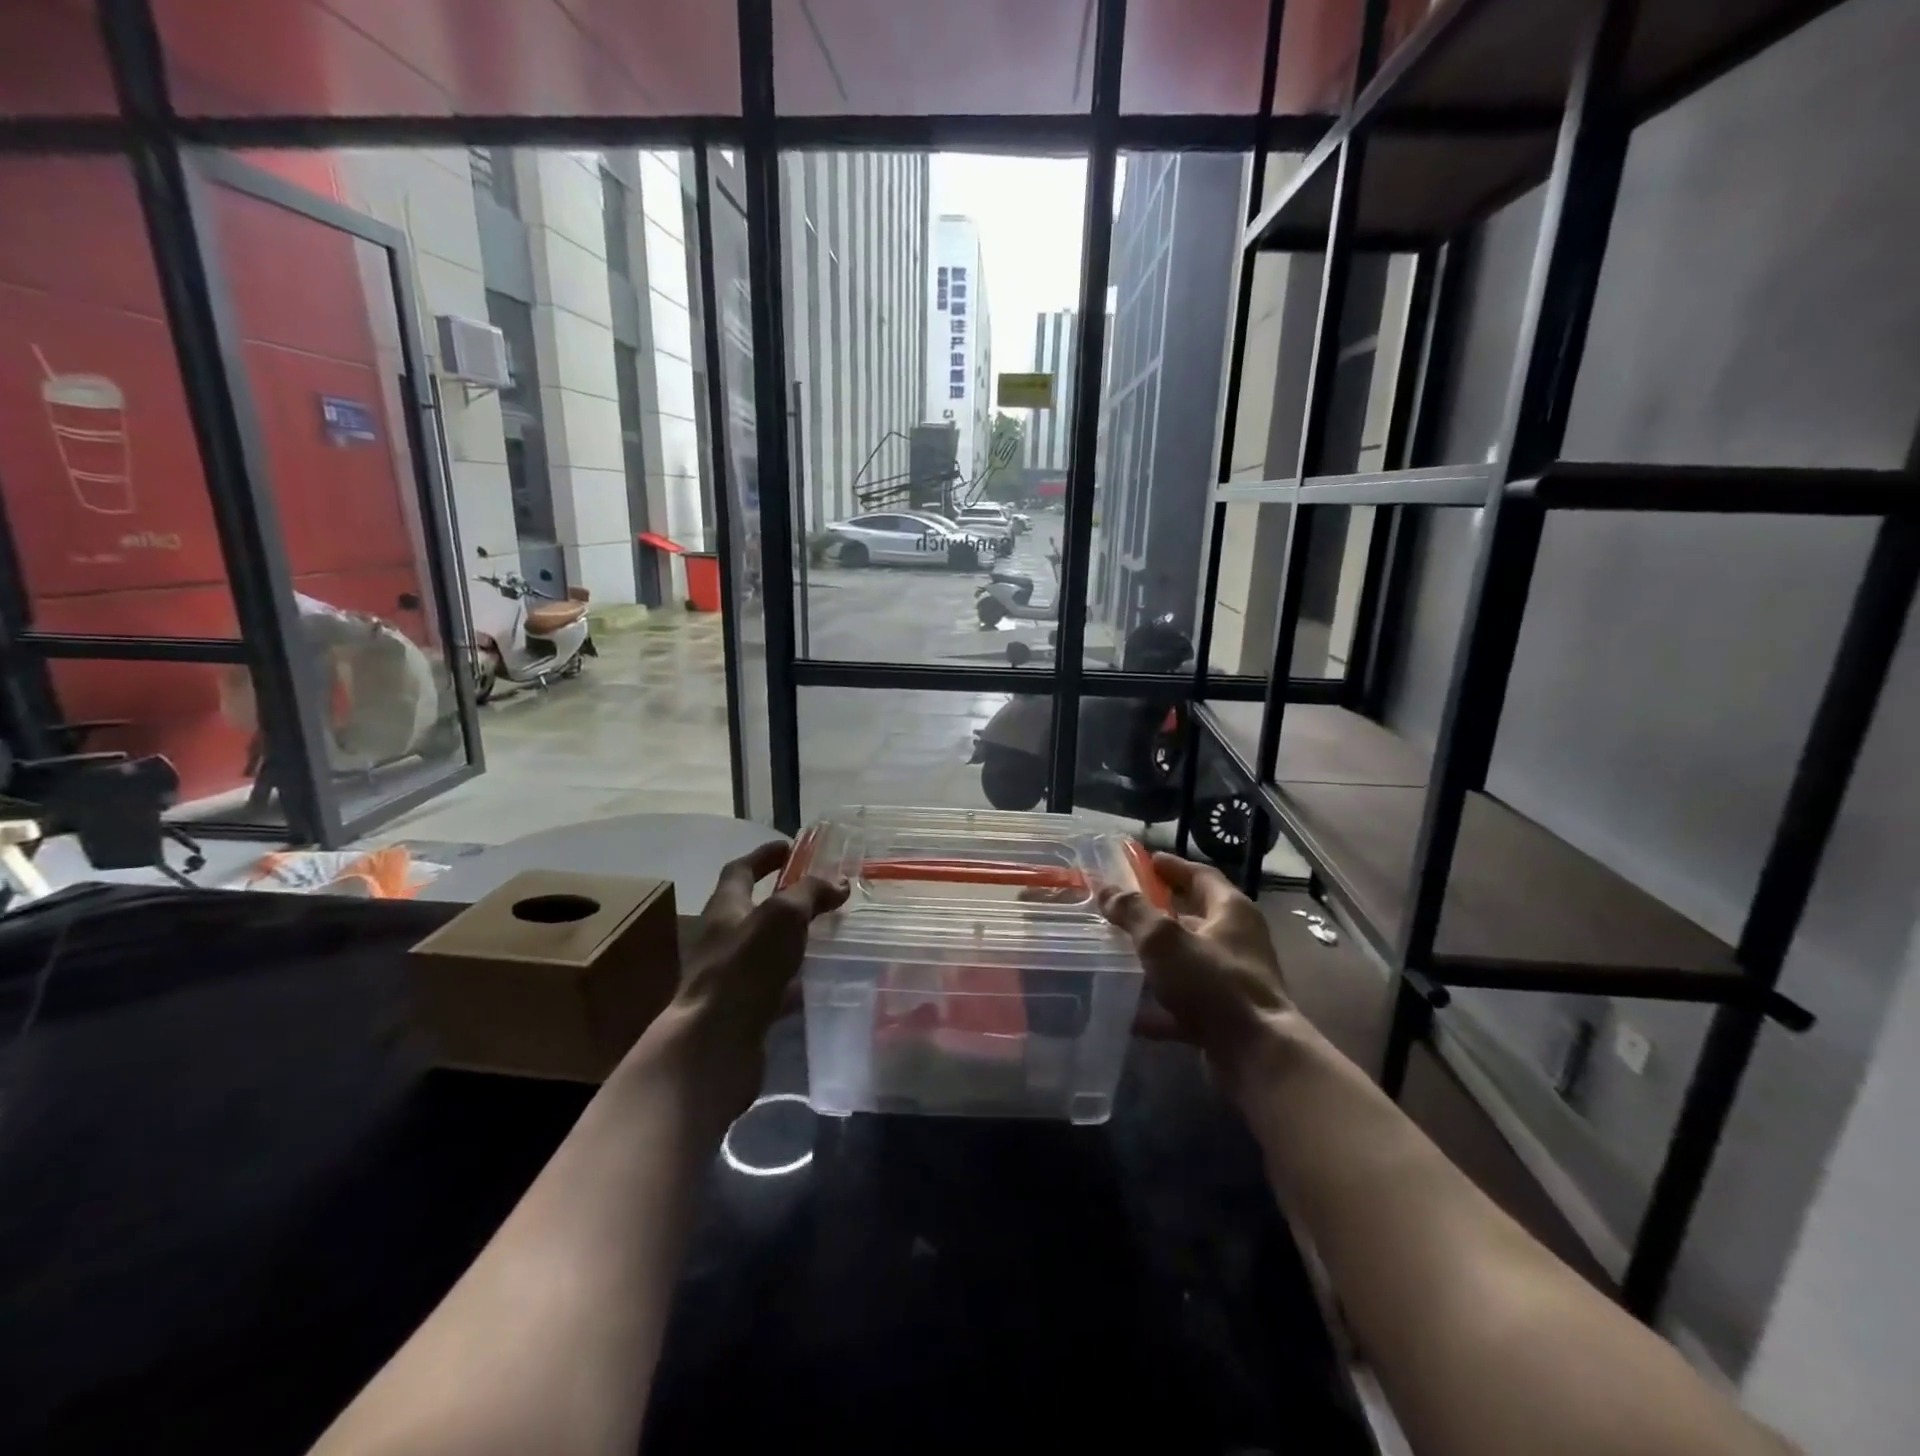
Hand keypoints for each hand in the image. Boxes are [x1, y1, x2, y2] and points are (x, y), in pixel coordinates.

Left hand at [658, 840, 847, 1111]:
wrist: (715, 1043)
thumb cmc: (745, 968)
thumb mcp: (782, 916)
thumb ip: (810, 894)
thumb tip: (838, 881)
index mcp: (726, 908)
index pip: (741, 870)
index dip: (764, 855)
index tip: (791, 847)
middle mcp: (723, 938)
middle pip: (753, 909)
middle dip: (784, 898)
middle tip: (820, 893)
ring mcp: (732, 976)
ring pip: (766, 948)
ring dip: (792, 939)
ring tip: (828, 934)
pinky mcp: (744, 1009)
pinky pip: (774, 986)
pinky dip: (796, 980)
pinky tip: (820, 981)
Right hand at [1099, 852, 1292, 1097]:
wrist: (1257, 1058)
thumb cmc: (1213, 984)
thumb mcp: (1164, 939)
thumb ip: (1133, 912)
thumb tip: (1107, 890)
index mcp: (1231, 911)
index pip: (1201, 876)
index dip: (1173, 867)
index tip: (1146, 861)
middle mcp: (1237, 941)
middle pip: (1195, 917)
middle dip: (1160, 912)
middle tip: (1124, 907)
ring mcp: (1233, 981)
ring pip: (1188, 961)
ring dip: (1157, 959)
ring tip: (1120, 954)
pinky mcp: (1226, 1017)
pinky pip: (1186, 1003)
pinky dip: (1160, 1006)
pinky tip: (1131, 1012)